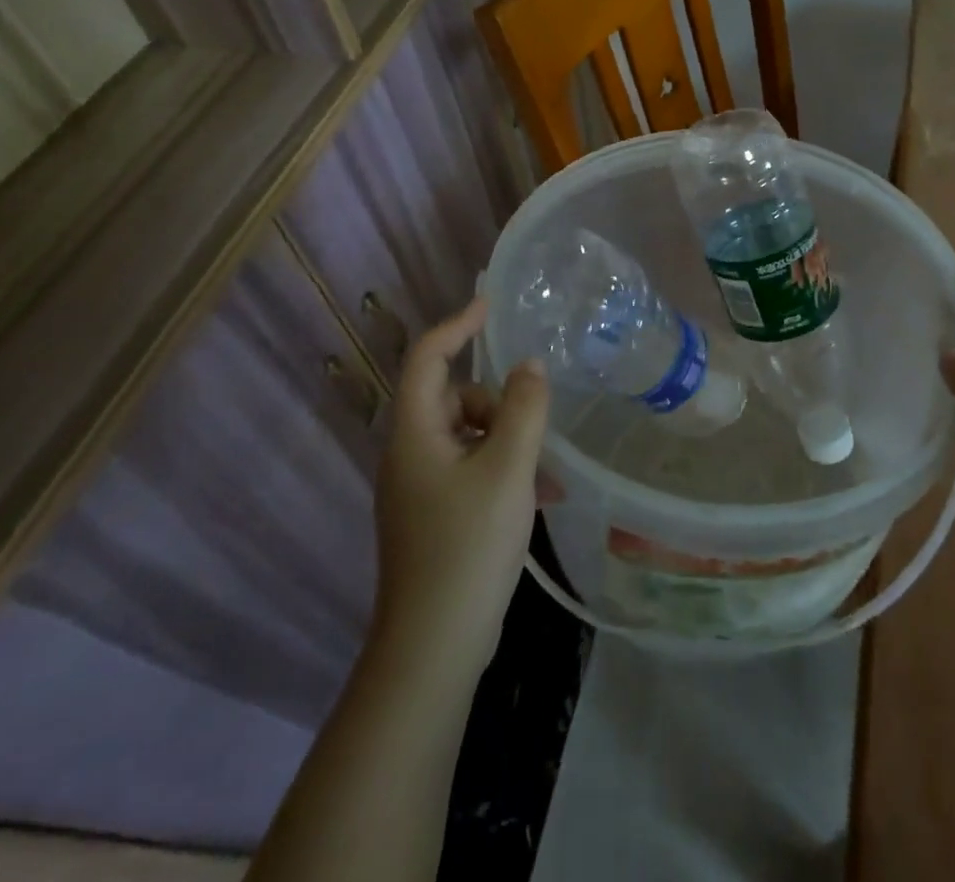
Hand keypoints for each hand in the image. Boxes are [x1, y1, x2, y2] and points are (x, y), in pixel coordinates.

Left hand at [371, 297, 549, 683]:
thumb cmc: (468, 547)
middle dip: (498, 404)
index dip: (457, 325)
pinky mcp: (433, 516)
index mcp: (415, 433)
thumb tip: (529, 365)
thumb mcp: (508, 469)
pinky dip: (501, 471)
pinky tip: (537, 498)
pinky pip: (470, 470)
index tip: (491, 306)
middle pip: (454, 398)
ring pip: (468, 437)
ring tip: (545, 476)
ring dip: (507, 442)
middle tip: (533, 434)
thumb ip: (523, 409)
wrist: (432, 648)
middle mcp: (409, 454)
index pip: (427, 357)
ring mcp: (419, 488)